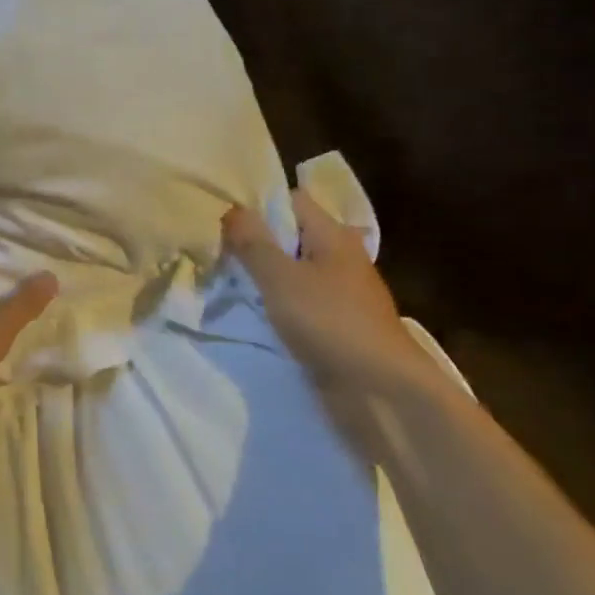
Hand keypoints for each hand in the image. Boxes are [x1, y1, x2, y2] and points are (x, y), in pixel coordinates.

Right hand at [223, 190, 433, 400]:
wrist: (382, 394)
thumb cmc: (331, 323)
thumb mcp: (281, 277)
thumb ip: (253, 242)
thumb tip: (231, 209)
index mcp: (333, 235)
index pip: (291, 201)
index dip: (256, 204)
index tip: (220, 217)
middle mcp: (338, 258)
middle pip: (289, 236)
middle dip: (253, 242)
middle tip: (212, 247)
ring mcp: (338, 294)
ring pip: (290, 271)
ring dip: (261, 275)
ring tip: (221, 278)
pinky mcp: (334, 326)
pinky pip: (296, 302)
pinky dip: (273, 303)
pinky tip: (248, 310)